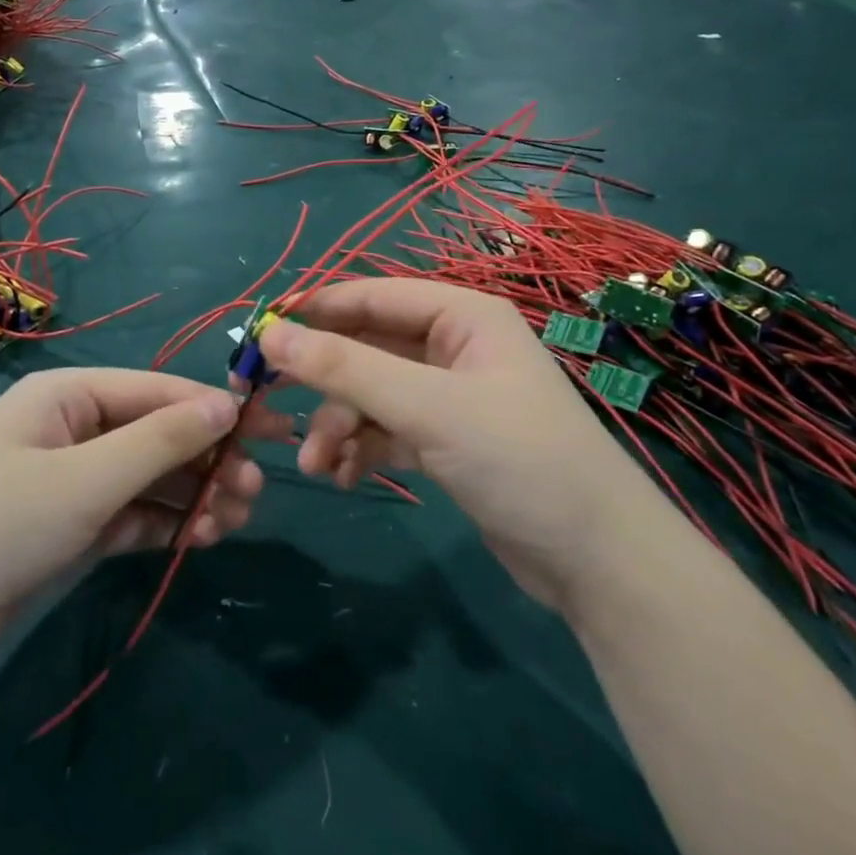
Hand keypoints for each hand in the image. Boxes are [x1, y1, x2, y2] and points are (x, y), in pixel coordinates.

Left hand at [0, 369, 288, 676]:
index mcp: (69, 395)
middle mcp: (72, 428)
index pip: (159, 392)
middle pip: (157, 434)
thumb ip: (160, 441)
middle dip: (206, 459)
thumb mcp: (85, 479)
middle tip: (254, 492)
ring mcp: (70, 480)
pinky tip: (200, 538)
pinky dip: (163, 524)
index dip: (217, 410)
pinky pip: (129, 514)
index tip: (269, 434)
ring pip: (147, 478)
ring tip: (235, 520)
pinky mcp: (67, 526)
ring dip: (191, 495)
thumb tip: (228, 405)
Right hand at [258, 280, 653, 609]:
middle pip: (367, 347)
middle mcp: (455, 345)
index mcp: (462, 314)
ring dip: (338, 425)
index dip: (314, 311)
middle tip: (266, 402)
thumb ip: (346, 368)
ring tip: (317, 466)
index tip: (259, 336)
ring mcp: (451, 394)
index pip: (371, 295)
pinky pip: (387, 428)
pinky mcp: (448, 438)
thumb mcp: (426, 408)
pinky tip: (345, 476)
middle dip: (324, 382)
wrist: (596, 559)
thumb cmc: (518, 459)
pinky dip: (362, 447)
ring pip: (372, 393)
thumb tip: (271, 334)